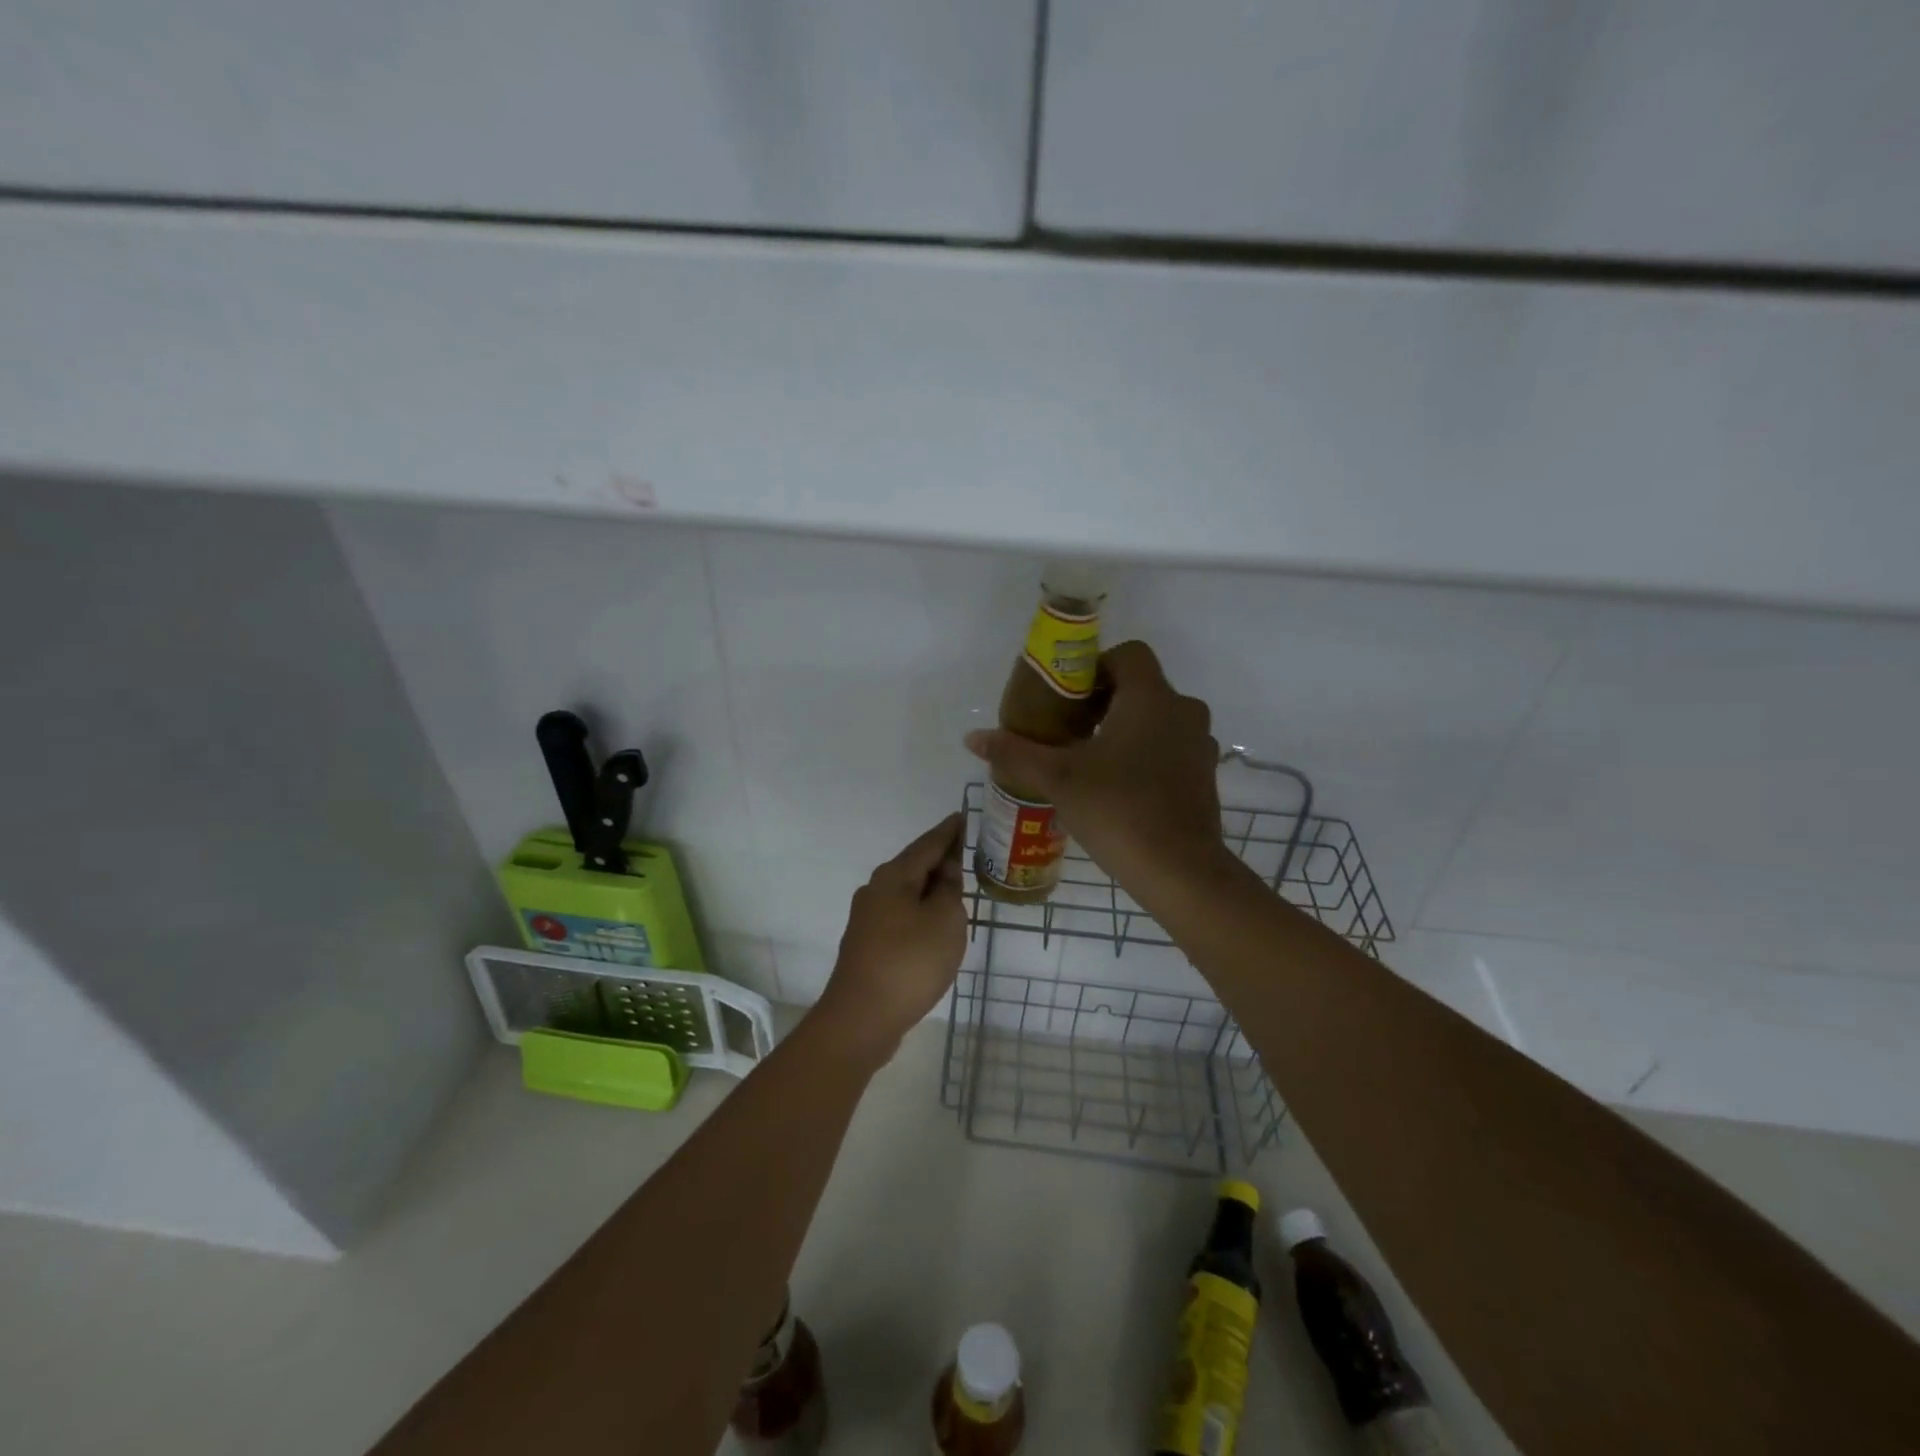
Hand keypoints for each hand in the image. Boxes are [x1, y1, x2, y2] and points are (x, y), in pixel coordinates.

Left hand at [812, 813, 967, 1064]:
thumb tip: (945, 873)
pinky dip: (921, 911)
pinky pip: (901, 915)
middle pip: (914, 866)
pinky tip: (934, 925)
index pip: (928, 843)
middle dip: (940, 859)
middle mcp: (875, 890)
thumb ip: (950, 890)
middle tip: (969, 853)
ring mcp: (867, 918)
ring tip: (958, 889)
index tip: (964, 816)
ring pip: (906, 892)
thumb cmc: (910, 962)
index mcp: (894, 876)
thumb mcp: (945, 920)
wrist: (861, 1018)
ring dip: (931, 888)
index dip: (949, 831)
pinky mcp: (868, 944)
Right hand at [964, 641, 1228, 907]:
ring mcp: (1200, 745)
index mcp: (1150, 698)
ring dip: (1126, 731)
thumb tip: (973, 738)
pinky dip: (1146, 756)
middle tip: (1069, 731)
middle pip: (1141, 687)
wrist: (1179, 871)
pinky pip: (1171, 750)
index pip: (1129, 654)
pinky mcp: (1205, 777)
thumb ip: (1016, 753)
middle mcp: (1183, 711)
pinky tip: (1119, 789)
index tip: (1068, 698)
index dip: (1096, 667)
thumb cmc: (1118, 809)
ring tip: (1090, 762)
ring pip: (1158, 720)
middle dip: (1105, 703)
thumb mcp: (1058, 779)